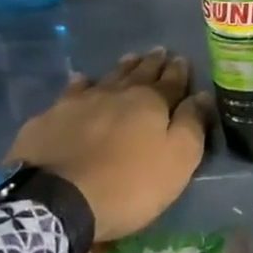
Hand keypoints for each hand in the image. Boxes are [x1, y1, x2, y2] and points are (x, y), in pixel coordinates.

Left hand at [7, 49, 207, 241]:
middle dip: (152, 62)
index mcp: (151, 102)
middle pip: (139, 73)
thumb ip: (192, 125)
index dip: (179, 70)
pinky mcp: (50, 118)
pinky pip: (71, 92)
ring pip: (107, 77)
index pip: (171, 80)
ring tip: (130, 59)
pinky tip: (80, 81)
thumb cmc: (127, 184)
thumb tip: (202, 95)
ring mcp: (80, 102)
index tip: (182, 58)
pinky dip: (80, 84)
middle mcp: (117, 93)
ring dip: (121, 68)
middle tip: (159, 51)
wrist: (55, 202)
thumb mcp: (177, 160)